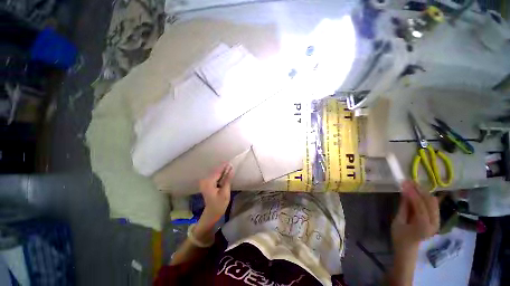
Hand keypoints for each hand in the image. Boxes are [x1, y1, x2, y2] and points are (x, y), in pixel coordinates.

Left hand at [199, 163, 233, 222]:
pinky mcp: (207, 184)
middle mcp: (205, 180)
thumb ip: (227, 180)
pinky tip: (225, 174)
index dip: (224, 166)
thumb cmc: (219, 205)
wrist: (211, 214)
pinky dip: (220, 175)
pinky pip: (214, 176)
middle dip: (224, 168)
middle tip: (232, 165)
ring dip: (222, 171)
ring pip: (215, 173)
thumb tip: (231, 169)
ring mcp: (205, 182)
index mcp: (209, 182)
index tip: (231, 162)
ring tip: (230, 168)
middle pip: (216, 171)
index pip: (218, 171)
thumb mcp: (225, 193)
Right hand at [391, 181, 439, 252]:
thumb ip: (404, 207)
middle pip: (430, 202)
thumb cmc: (399, 236)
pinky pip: (433, 205)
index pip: (420, 205)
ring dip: (423, 192)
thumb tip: (405, 192)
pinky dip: (425, 196)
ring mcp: (437, 222)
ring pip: (433, 202)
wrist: (408, 248)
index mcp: (424, 226)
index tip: (404, 183)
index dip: (412, 193)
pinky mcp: (436, 220)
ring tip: (412, 184)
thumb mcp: (398, 221)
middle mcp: (434, 223)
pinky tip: (417, 191)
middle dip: (419, 190)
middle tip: (408, 181)